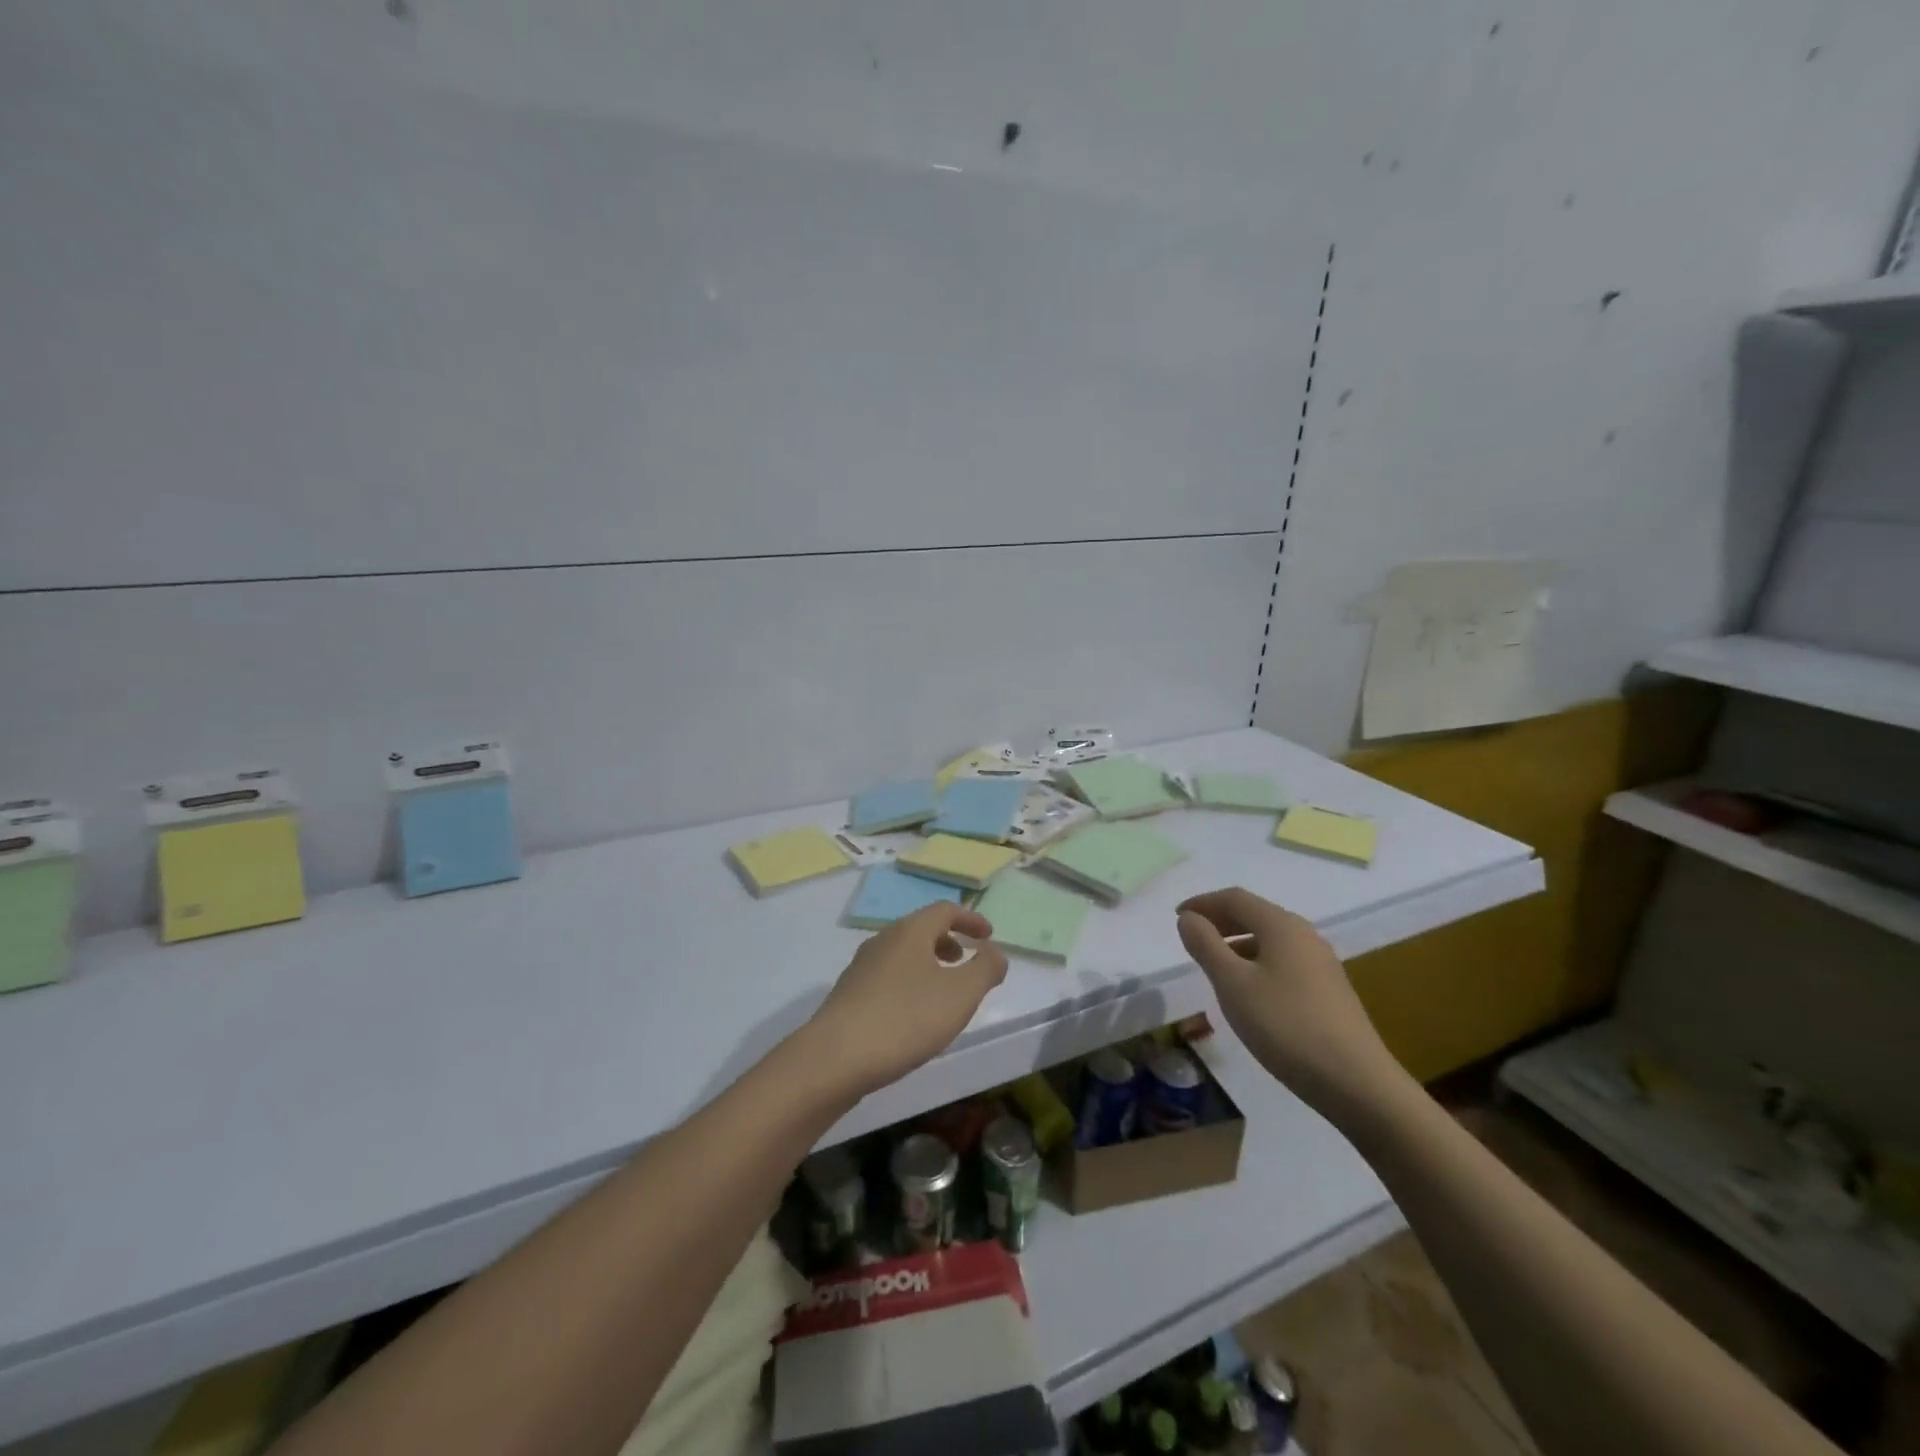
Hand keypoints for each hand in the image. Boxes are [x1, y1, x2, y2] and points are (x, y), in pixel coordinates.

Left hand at [805, 903, 1008, 1098]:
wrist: (835, 1058)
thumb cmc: (906, 1019)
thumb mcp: (961, 994)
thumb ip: (986, 969)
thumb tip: (994, 951)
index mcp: (910, 931)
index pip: (944, 910)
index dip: (970, 919)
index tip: (988, 935)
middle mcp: (883, 940)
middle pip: (920, 929)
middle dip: (947, 940)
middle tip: (965, 960)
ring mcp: (861, 967)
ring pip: (902, 953)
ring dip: (927, 963)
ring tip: (943, 991)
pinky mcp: (849, 995)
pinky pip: (888, 976)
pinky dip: (909, 982)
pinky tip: (912, 1015)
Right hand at [1176, 887, 1411, 1125]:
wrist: (1357, 1083)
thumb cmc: (1285, 1026)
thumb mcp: (1232, 985)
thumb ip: (1206, 946)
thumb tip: (1189, 918)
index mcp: (1281, 925)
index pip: (1234, 898)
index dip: (1202, 903)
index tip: (1177, 917)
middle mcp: (1304, 935)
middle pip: (1255, 914)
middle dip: (1220, 921)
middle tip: (1191, 937)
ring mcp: (1321, 963)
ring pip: (1270, 939)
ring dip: (1237, 943)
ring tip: (1214, 966)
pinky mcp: (1329, 989)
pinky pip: (1283, 960)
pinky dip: (1256, 962)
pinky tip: (1248, 991)